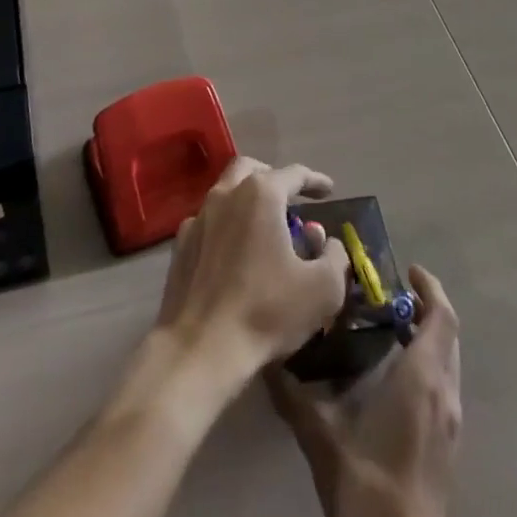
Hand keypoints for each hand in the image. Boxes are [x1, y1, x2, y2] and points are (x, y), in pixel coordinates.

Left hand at [155, 158, 350, 386]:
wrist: (201, 347)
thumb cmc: (266, 311)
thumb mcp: (322, 290)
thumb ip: (334, 258)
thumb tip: (329, 242)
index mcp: (261, 194)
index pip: (293, 174)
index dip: (315, 180)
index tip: (329, 190)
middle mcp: (226, 193)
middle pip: (251, 169)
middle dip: (274, 178)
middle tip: (290, 199)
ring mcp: (198, 216)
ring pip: (226, 191)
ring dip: (247, 199)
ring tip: (264, 225)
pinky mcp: (181, 243)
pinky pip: (208, 220)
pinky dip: (226, 225)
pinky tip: (234, 250)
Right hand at [267, 266, 461, 516]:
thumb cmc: (368, 481)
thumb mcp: (321, 433)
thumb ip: (293, 392)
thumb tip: (266, 359)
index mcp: (422, 377)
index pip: (441, 317)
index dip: (429, 287)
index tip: (406, 269)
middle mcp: (444, 392)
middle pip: (447, 335)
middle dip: (426, 307)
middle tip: (390, 294)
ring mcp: (451, 422)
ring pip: (448, 361)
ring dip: (428, 336)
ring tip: (390, 327)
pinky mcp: (448, 444)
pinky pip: (444, 385)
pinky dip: (427, 363)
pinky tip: (395, 375)